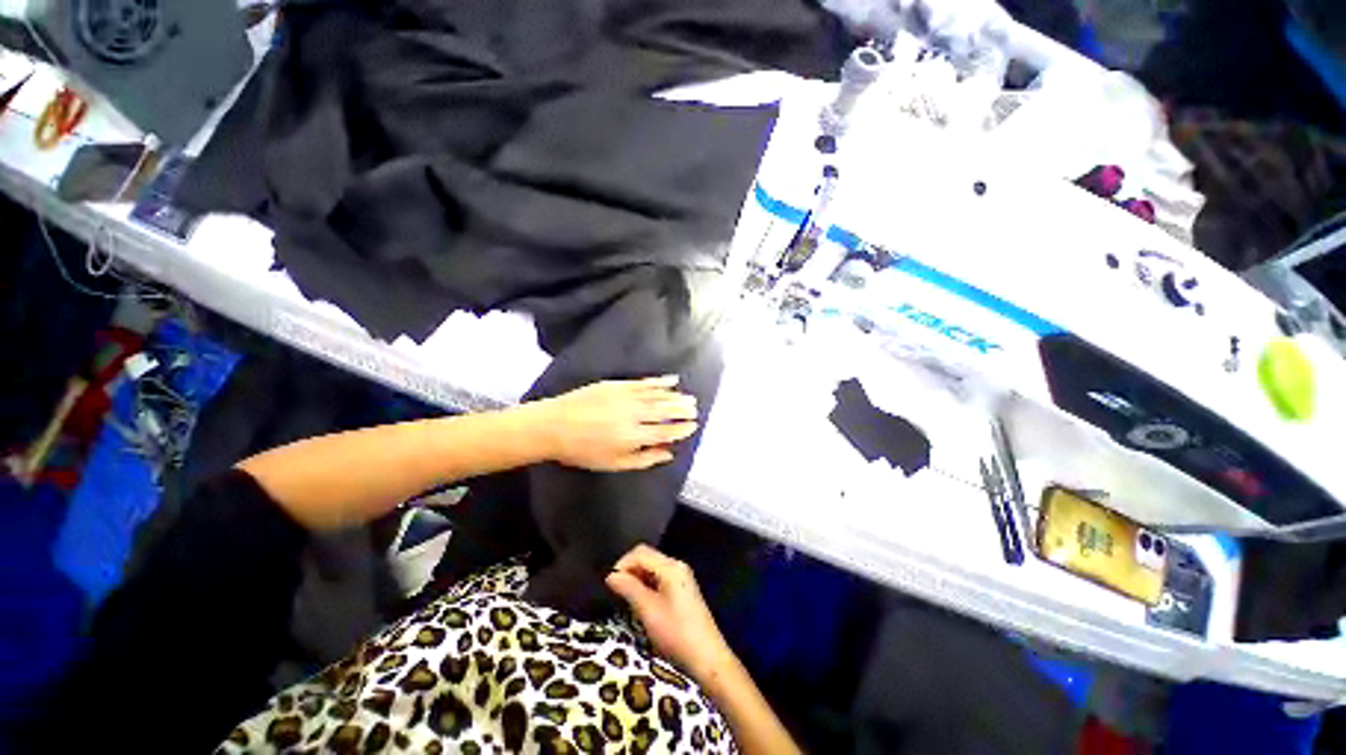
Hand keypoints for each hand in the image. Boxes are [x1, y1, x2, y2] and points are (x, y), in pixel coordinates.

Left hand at [532, 376, 698, 471]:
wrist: (554, 425)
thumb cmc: (582, 450)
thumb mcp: (613, 463)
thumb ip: (644, 459)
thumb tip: (668, 454)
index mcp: (633, 437)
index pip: (665, 432)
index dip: (681, 429)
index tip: (693, 426)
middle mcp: (633, 415)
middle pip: (665, 411)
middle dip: (682, 410)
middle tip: (695, 408)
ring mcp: (626, 397)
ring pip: (658, 395)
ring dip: (675, 396)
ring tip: (688, 397)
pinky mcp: (617, 385)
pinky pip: (644, 382)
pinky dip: (659, 381)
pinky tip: (671, 380)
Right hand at [606, 544, 734, 684]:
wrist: (707, 657)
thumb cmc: (676, 633)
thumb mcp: (648, 611)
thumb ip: (629, 588)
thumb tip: (610, 575)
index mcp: (671, 566)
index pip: (640, 552)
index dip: (622, 564)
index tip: (609, 584)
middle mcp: (677, 566)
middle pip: (647, 557)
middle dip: (629, 570)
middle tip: (615, 591)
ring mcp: (681, 577)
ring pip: (652, 568)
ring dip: (636, 578)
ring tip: (625, 598)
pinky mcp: (682, 589)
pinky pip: (659, 578)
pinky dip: (646, 585)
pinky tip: (640, 602)